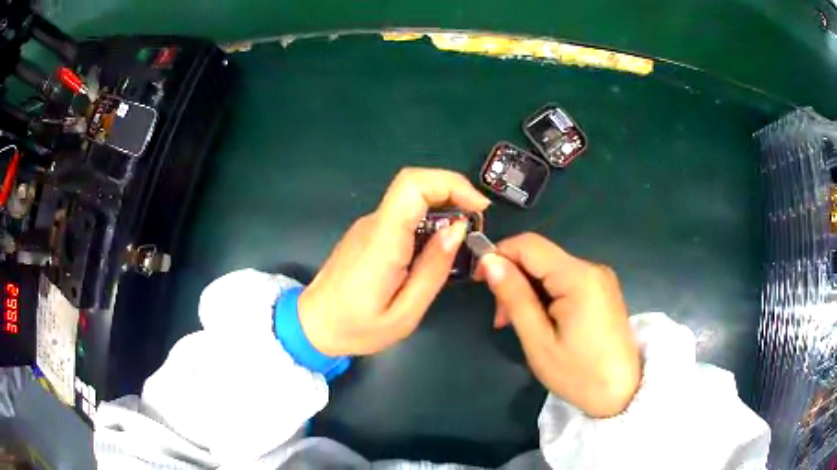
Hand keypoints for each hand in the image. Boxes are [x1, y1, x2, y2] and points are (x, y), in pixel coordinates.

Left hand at [299, 168, 490, 355]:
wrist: (312, 325)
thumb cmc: (355, 328)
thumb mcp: (404, 314)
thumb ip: (433, 270)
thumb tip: (457, 229)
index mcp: (382, 242)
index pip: (412, 185)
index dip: (451, 184)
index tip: (478, 207)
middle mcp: (373, 224)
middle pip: (415, 185)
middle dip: (454, 194)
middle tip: (475, 226)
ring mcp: (368, 225)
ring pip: (411, 200)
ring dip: (443, 209)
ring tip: (460, 244)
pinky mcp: (368, 233)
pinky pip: (403, 216)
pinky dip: (428, 221)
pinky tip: (435, 250)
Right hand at [476, 233, 640, 417]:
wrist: (622, 393)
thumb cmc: (578, 374)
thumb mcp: (539, 341)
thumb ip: (515, 297)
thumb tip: (490, 262)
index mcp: (579, 277)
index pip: (529, 245)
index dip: (499, 254)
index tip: (479, 281)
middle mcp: (592, 268)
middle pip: (540, 257)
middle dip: (514, 279)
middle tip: (501, 319)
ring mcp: (600, 278)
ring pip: (551, 270)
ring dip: (528, 290)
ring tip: (517, 324)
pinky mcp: (602, 290)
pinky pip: (566, 281)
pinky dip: (546, 295)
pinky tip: (540, 321)